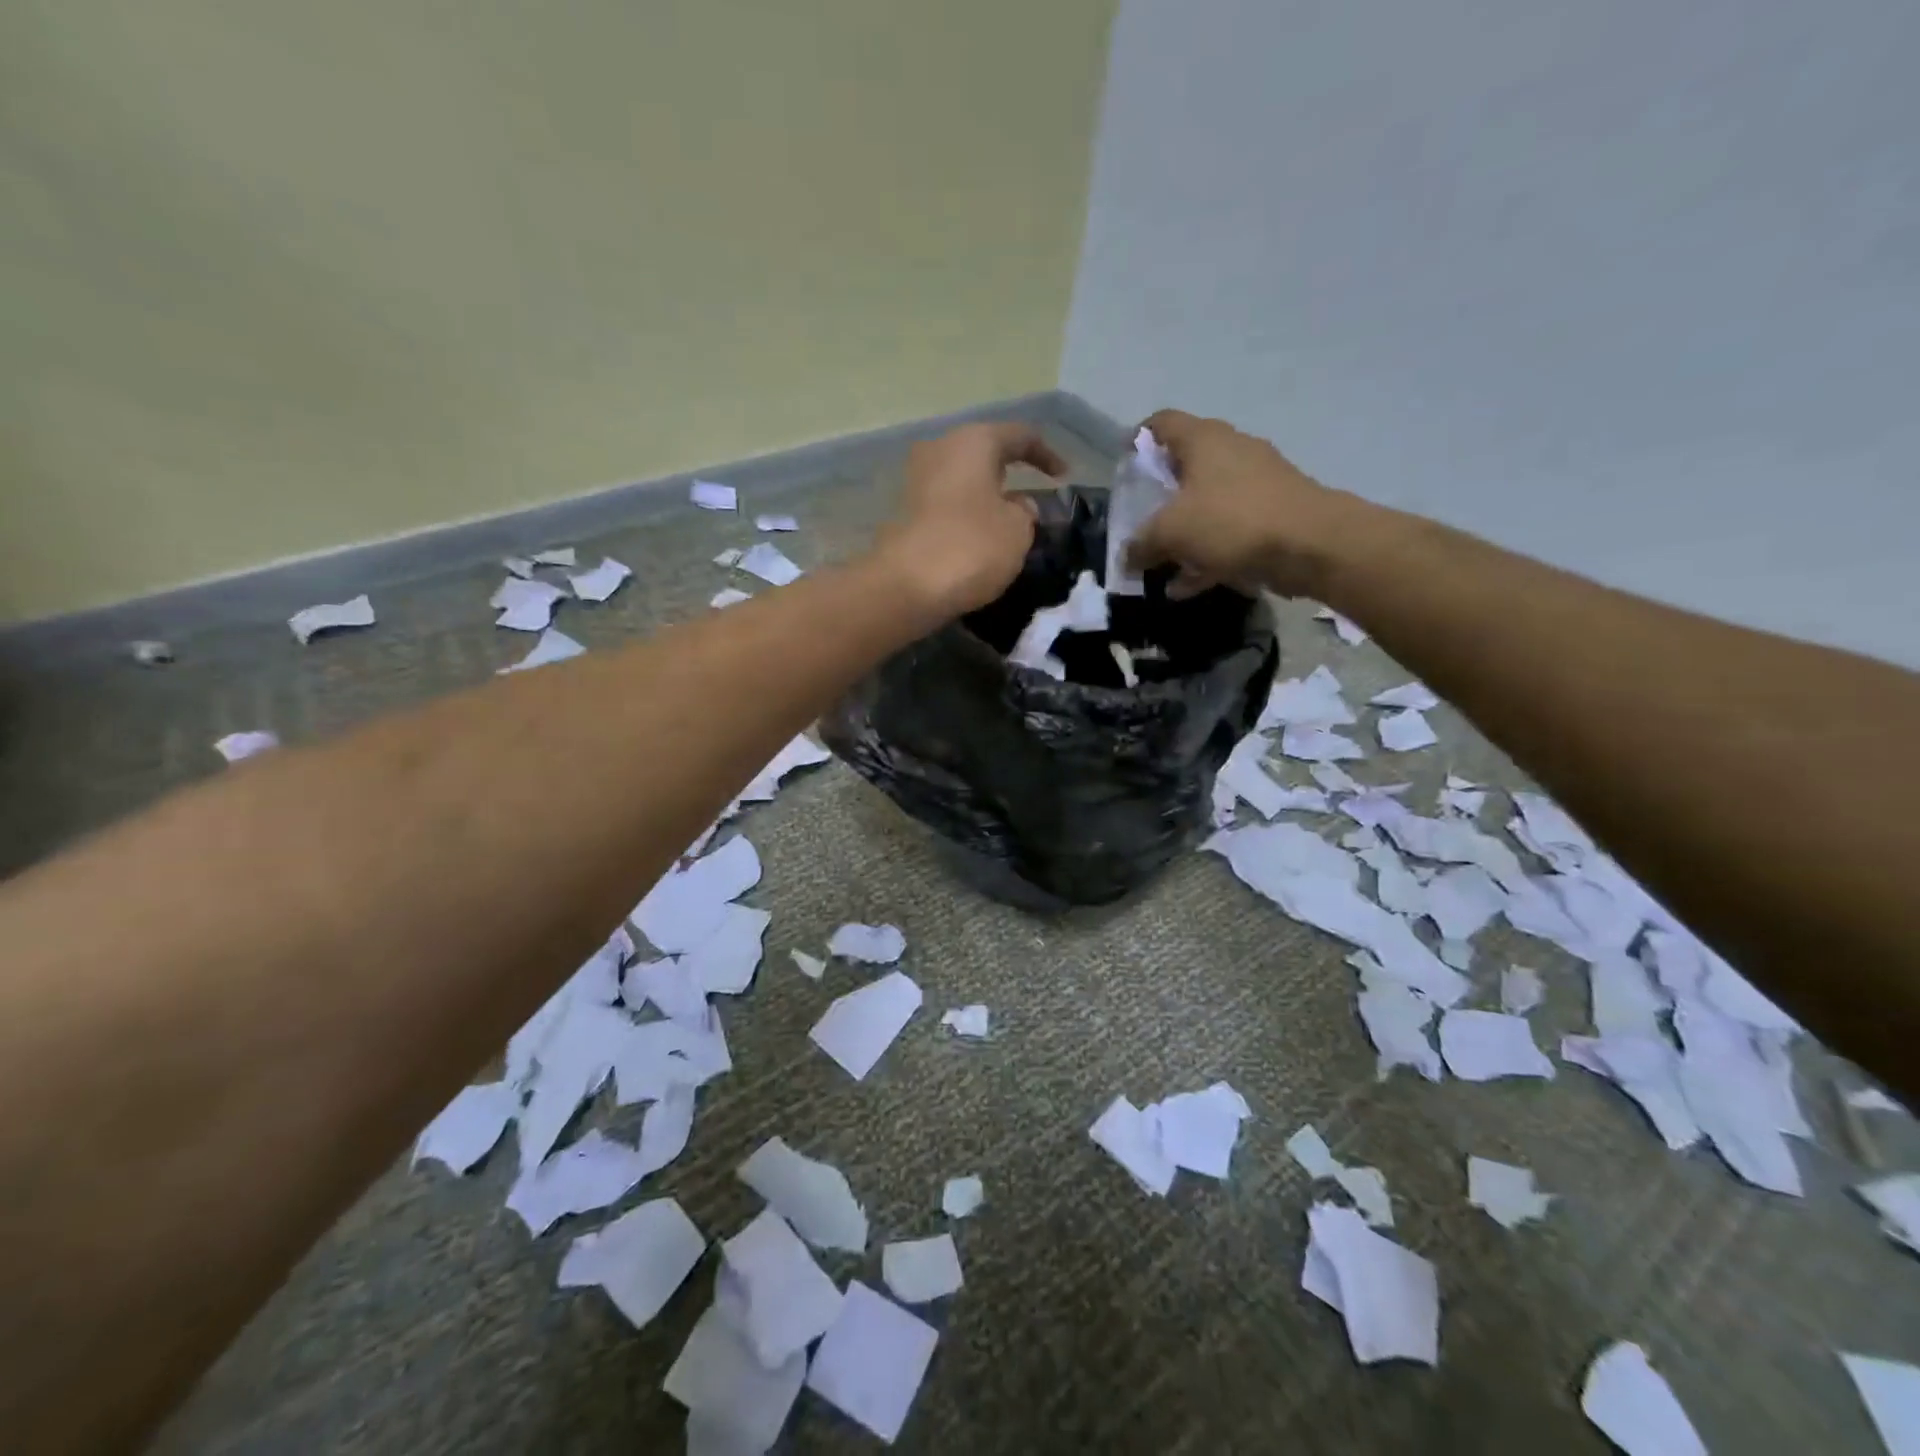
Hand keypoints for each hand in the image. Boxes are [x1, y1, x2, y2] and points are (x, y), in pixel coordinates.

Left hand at [875, 422, 1065, 618]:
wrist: (907, 585)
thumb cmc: (972, 546)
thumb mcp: (1018, 529)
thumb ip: (1025, 511)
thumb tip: (1015, 505)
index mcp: (973, 441)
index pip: (1019, 436)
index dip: (1046, 455)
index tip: (1063, 477)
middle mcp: (940, 449)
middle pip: (983, 454)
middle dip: (1008, 474)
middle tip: (1031, 497)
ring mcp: (916, 479)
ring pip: (962, 480)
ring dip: (984, 496)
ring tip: (1006, 522)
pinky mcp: (903, 512)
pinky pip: (945, 504)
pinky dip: (964, 515)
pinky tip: (977, 538)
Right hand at [1128, 409, 1353, 597]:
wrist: (1311, 544)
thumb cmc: (1232, 521)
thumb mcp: (1170, 533)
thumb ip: (1141, 543)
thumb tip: (1127, 556)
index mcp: (1203, 439)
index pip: (1161, 423)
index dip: (1137, 440)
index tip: (1123, 467)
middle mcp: (1231, 450)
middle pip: (1184, 467)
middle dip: (1158, 498)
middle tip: (1139, 523)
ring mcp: (1257, 481)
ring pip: (1207, 503)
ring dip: (1182, 533)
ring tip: (1160, 566)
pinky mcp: (1273, 512)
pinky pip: (1228, 530)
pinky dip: (1206, 552)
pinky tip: (1188, 585)